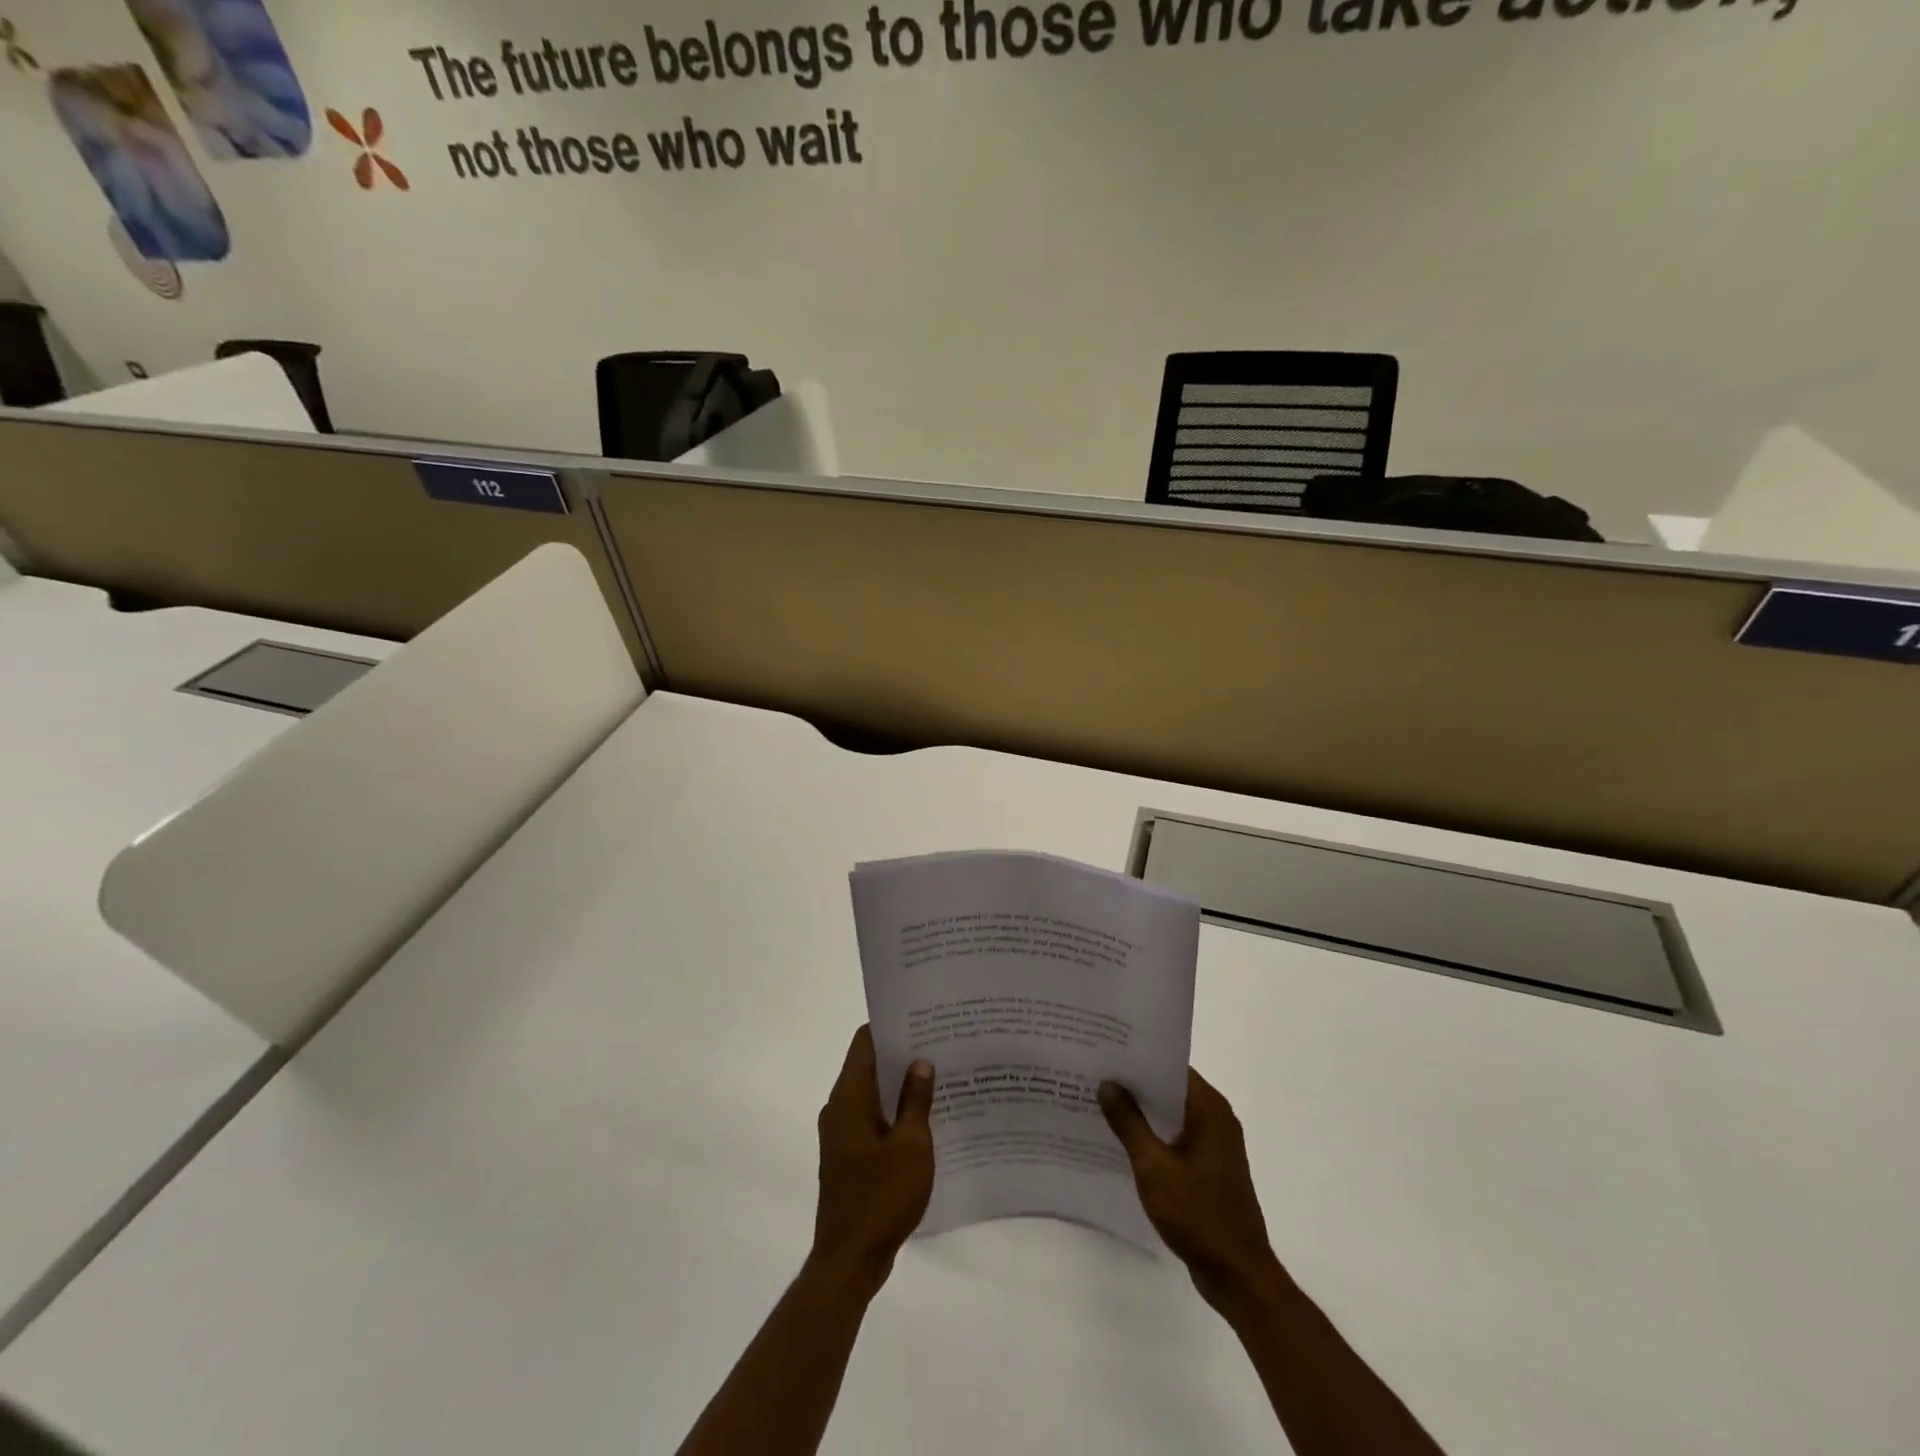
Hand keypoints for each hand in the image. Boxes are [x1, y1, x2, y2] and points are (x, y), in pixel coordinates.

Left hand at [810, 1026, 935, 1295]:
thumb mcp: (911, 1146)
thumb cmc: (881, 1197)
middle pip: (868, 1065)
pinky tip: (926, 1118)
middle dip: (901, 1054)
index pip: (865, 1042)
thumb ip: (916, 1100)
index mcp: (849, 1097)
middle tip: (940, 1044)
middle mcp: (839, 1108)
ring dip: (899, 1086)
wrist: (849, 1261)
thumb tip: (920, 1062)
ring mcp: (841, 1134)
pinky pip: (872, 1120)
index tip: (922, 1019)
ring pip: (872, 1094)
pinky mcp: (848, 1157)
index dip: (891, 1027)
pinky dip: (894, 1112)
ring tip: (939, 1075)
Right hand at [1100, 1069, 1281, 1320]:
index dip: (1139, 1058)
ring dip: (1141, 1111)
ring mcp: (1214, 1146)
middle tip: (1094, 1073)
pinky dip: (1152, 1135)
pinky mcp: (1208, 1169)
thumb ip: (1129, 1123)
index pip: (1171, 1067)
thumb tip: (1107, 1084)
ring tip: (1100, 1101)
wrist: (1238, 1276)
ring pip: (1171, 1114)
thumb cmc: (1198, 1215)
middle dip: (1135, 1084)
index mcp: (1209, 1109)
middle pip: (1170, 1089)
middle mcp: (1216, 1119)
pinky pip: (1175, 1138)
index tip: (1106, 1051)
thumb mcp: (1154, 1166)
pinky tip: (1120, 1140)